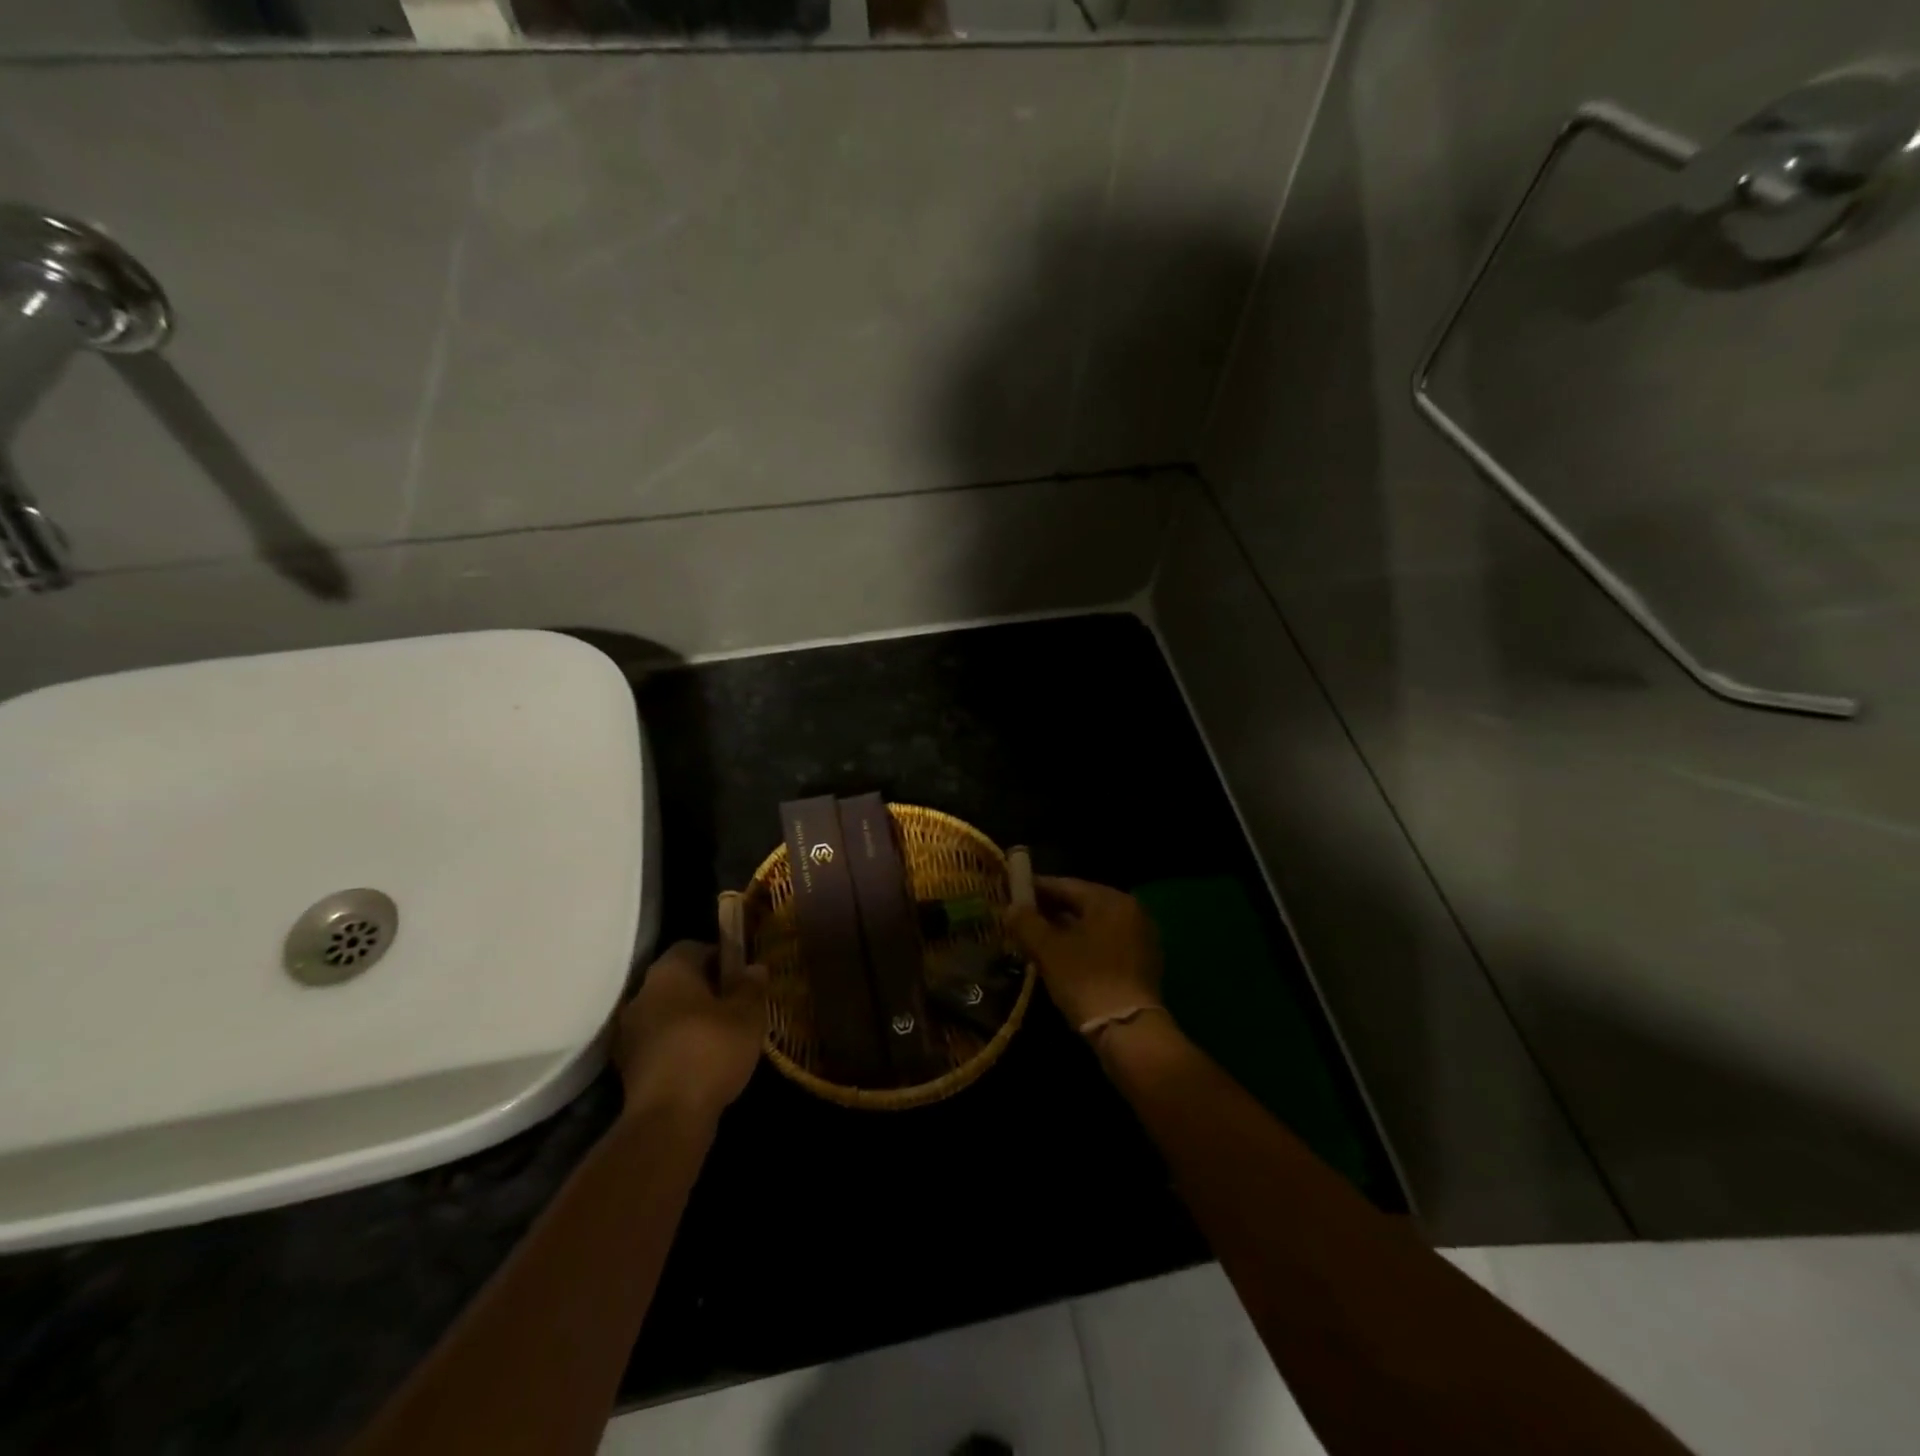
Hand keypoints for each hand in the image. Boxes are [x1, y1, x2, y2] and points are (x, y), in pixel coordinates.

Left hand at [613, 941, 767, 1123]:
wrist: (668, 1118)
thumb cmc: (712, 1050)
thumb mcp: (748, 1015)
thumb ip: (751, 986)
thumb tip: (753, 967)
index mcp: (669, 971)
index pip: (693, 947)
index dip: (720, 956)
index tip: (741, 975)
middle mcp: (642, 993)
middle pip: (677, 980)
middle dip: (704, 989)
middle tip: (734, 1005)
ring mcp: (629, 1031)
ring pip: (666, 1012)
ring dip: (689, 1019)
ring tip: (720, 1036)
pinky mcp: (627, 1065)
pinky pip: (658, 1041)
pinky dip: (677, 1045)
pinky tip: (701, 1062)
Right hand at [1006, 876, 1161, 1029]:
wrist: (1129, 1031)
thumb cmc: (1086, 980)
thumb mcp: (1048, 950)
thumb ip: (1027, 923)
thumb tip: (1012, 907)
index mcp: (1110, 900)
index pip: (1066, 885)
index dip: (1037, 888)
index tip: (1013, 892)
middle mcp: (1131, 910)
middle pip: (1083, 903)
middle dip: (1052, 909)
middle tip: (1023, 916)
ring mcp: (1141, 937)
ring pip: (1095, 924)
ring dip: (1067, 928)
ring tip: (1039, 937)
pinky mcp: (1143, 962)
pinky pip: (1106, 942)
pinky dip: (1085, 944)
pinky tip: (1064, 956)